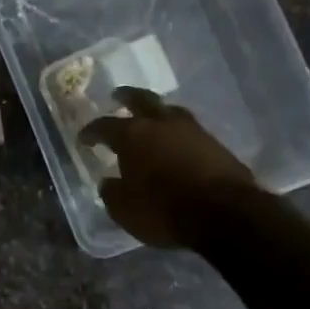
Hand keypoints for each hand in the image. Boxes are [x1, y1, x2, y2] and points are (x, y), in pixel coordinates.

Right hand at [79, 88, 258, 247]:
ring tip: (151, 118)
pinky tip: (176, 142)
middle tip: (118, 95)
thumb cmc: (164, 210)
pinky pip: (190, 131)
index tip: (83, 137)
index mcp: (133, 135)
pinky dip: (178, 133)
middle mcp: (162, 124)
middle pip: (142, 100)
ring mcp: (193, 131)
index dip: (91, 131)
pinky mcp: (217, 145)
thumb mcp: (124, 209)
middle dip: (127, 96)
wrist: (225, 213)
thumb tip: (109, 182)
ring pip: (170, 111)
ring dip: (157, 113)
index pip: (104, 126)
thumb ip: (113, 192)